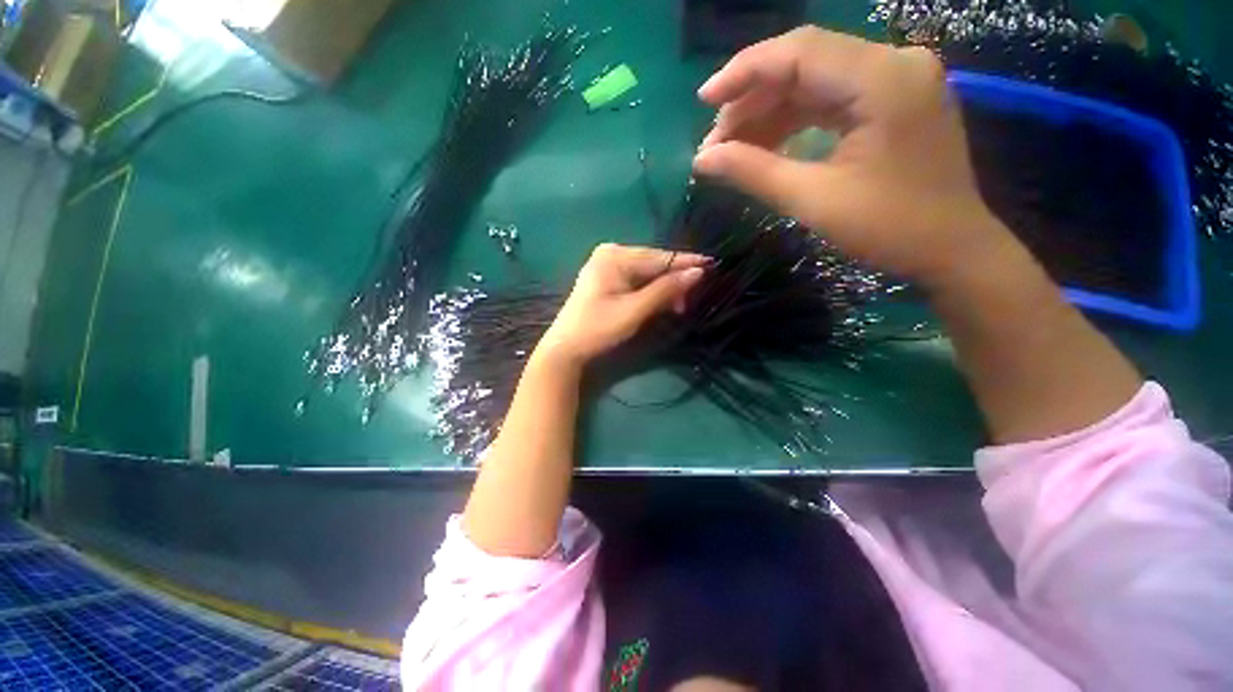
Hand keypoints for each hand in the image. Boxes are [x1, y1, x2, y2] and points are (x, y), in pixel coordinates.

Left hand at [536, 244, 707, 366]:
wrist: (566, 349)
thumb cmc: (598, 328)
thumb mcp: (634, 310)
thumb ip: (665, 290)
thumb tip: (698, 272)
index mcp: (614, 255)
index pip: (659, 257)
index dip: (686, 263)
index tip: (712, 266)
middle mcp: (610, 254)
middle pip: (653, 264)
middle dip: (674, 281)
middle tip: (689, 302)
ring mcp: (606, 266)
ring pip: (646, 274)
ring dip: (663, 289)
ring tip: (678, 306)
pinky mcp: (606, 280)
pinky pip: (636, 281)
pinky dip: (650, 292)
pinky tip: (661, 302)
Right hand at [693, 27, 1019, 290]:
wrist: (951, 249)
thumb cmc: (888, 228)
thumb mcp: (812, 200)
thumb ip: (753, 172)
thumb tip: (702, 160)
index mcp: (882, 78)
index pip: (798, 52)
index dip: (743, 72)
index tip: (704, 101)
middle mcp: (893, 63)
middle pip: (805, 63)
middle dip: (752, 100)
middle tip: (715, 142)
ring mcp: (896, 79)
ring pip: (815, 81)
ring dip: (769, 113)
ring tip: (732, 148)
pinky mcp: (893, 100)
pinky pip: (832, 99)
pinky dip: (794, 120)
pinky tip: (765, 145)